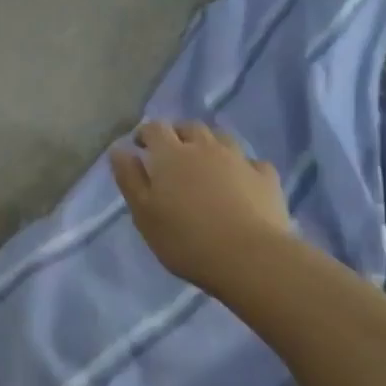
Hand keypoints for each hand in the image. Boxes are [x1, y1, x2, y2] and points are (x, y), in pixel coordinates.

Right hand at [111, 121, 292, 291]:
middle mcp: (205, 147)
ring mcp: (239, 159)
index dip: (145, 133)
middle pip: (189, 127)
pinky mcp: (266, 178)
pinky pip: (252, 163)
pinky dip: (243, 167)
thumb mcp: (144, 214)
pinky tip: (242, 181)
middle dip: (178, 135)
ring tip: (206, 164)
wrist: (250, 258)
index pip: (154, 128)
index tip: (140, 147)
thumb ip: (129, 179)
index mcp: (170, 154)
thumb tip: (119, 149)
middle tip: (173, 155)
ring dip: (210, 145)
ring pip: (222, 138)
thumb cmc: (186, 239)